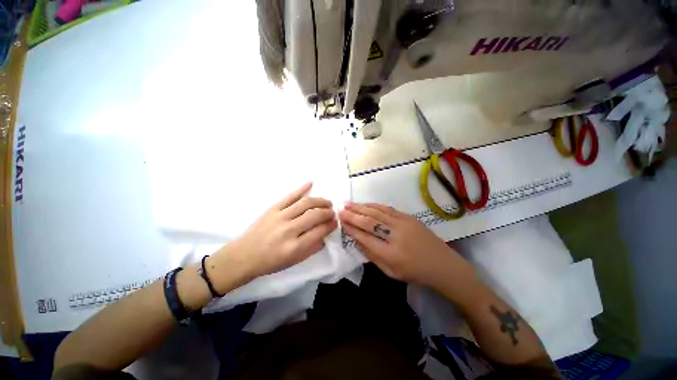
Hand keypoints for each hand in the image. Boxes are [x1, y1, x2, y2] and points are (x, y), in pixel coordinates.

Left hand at [210, 183, 336, 291]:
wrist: (244, 255)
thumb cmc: (271, 262)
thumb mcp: (294, 261)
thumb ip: (312, 248)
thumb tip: (325, 234)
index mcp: (294, 247)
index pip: (320, 231)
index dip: (330, 225)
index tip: (335, 222)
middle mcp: (289, 230)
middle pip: (315, 215)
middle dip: (328, 212)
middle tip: (332, 212)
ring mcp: (280, 216)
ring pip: (305, 203)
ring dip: (320, 201)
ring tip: (327, 202)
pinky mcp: (272, 208)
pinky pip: (290, 196)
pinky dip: (301, 188)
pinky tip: (311, 183)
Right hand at [339, 203, 477, 298]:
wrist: (442, 264)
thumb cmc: (415, 272)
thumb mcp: (390, 272)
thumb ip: (371, 256)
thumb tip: (356, 240)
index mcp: (391, 254)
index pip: (365, 238)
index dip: (351, 229)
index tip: (340, 222)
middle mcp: (396, 236)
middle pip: (369, 222)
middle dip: (352, 215)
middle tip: (339, 209)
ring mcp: (403, 223)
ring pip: (376, 212)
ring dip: (360, 207)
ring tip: (347, 204)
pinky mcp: (408, 217)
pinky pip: (386, 208)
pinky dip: (373, 205)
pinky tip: (364, 204)